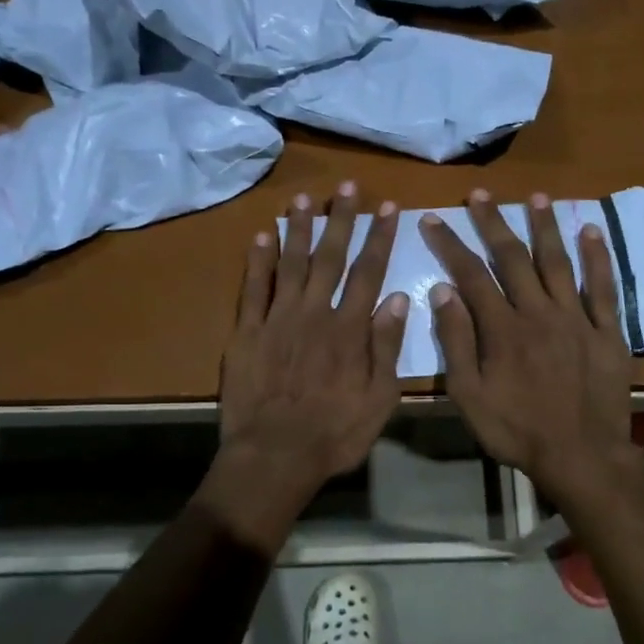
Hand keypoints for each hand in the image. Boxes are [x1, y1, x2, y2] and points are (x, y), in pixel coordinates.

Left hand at [215, 182, 408, 518]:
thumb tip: (397, 299)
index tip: (387, 208)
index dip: (379, 237)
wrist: (274, 456)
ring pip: (289, 264)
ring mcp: (277, 320)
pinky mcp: (247, 333)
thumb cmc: (334, 434)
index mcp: (349, 330)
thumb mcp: (379, 400)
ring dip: (298, 229)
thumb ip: (387, 348)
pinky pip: (252, 289)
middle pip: (329, 258)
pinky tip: (261, 236)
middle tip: (346, 188)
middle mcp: (314, 314)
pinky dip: (257, 261)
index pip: (369, 272)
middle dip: (340, 220)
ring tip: (304, 200)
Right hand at [419, 189, 643, 508]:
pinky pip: (603, 287)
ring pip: (558, 262)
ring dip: (545, 227)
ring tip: (536, 197)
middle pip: (513, 258)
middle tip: (480, 195)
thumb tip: (442, 290)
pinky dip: (598, 257)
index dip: (450, 244)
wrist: (580, 455)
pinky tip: (591, 231)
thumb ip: (456, 341)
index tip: (434, 219)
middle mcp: (539, 312)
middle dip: (493, 223)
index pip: (471, 274)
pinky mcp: (608, 331)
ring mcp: (576, 318)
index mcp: (502, 328)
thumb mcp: (470, 394)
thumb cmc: (517, 430)